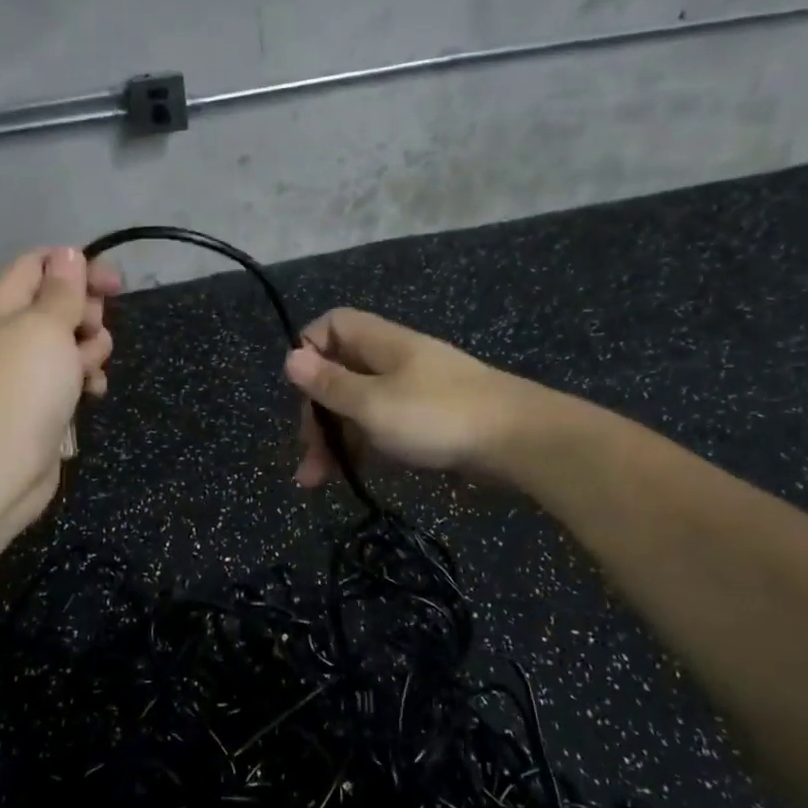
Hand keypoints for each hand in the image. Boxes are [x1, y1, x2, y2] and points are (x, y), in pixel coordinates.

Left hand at [0, 246, 120, 542]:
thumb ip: (61, 290)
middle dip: (87, 313)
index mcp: (0, 307)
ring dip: (91, 350)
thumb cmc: (21, 389)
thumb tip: (68, 254)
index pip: (39, 265)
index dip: (77, 266)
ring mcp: (24, 371)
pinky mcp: (40, 403)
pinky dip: (85, 380)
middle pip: (60, 303)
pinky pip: (71, 377)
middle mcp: (10, 334)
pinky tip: (93, 394)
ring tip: (88, 373)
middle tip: (91, 331)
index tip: (114, 284)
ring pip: (72, 342)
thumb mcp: (45, 328)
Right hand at [283, 308, 527, 486]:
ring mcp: (413, 391)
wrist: (518, 441)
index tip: (299, 391)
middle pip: (340, 373)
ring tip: (316, 481)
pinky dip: (364, 446)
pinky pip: (383, 425)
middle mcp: (394, 361)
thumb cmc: (437, 416)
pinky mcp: (428, 420)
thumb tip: (290, 357)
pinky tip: (354, 474)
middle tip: (307, 458)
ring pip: (360, 405)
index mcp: (380, 344)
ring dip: (335, 439)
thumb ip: (330, 384)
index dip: (309, 351)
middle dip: (316, 414)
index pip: (332, 327)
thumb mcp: (373, 403)